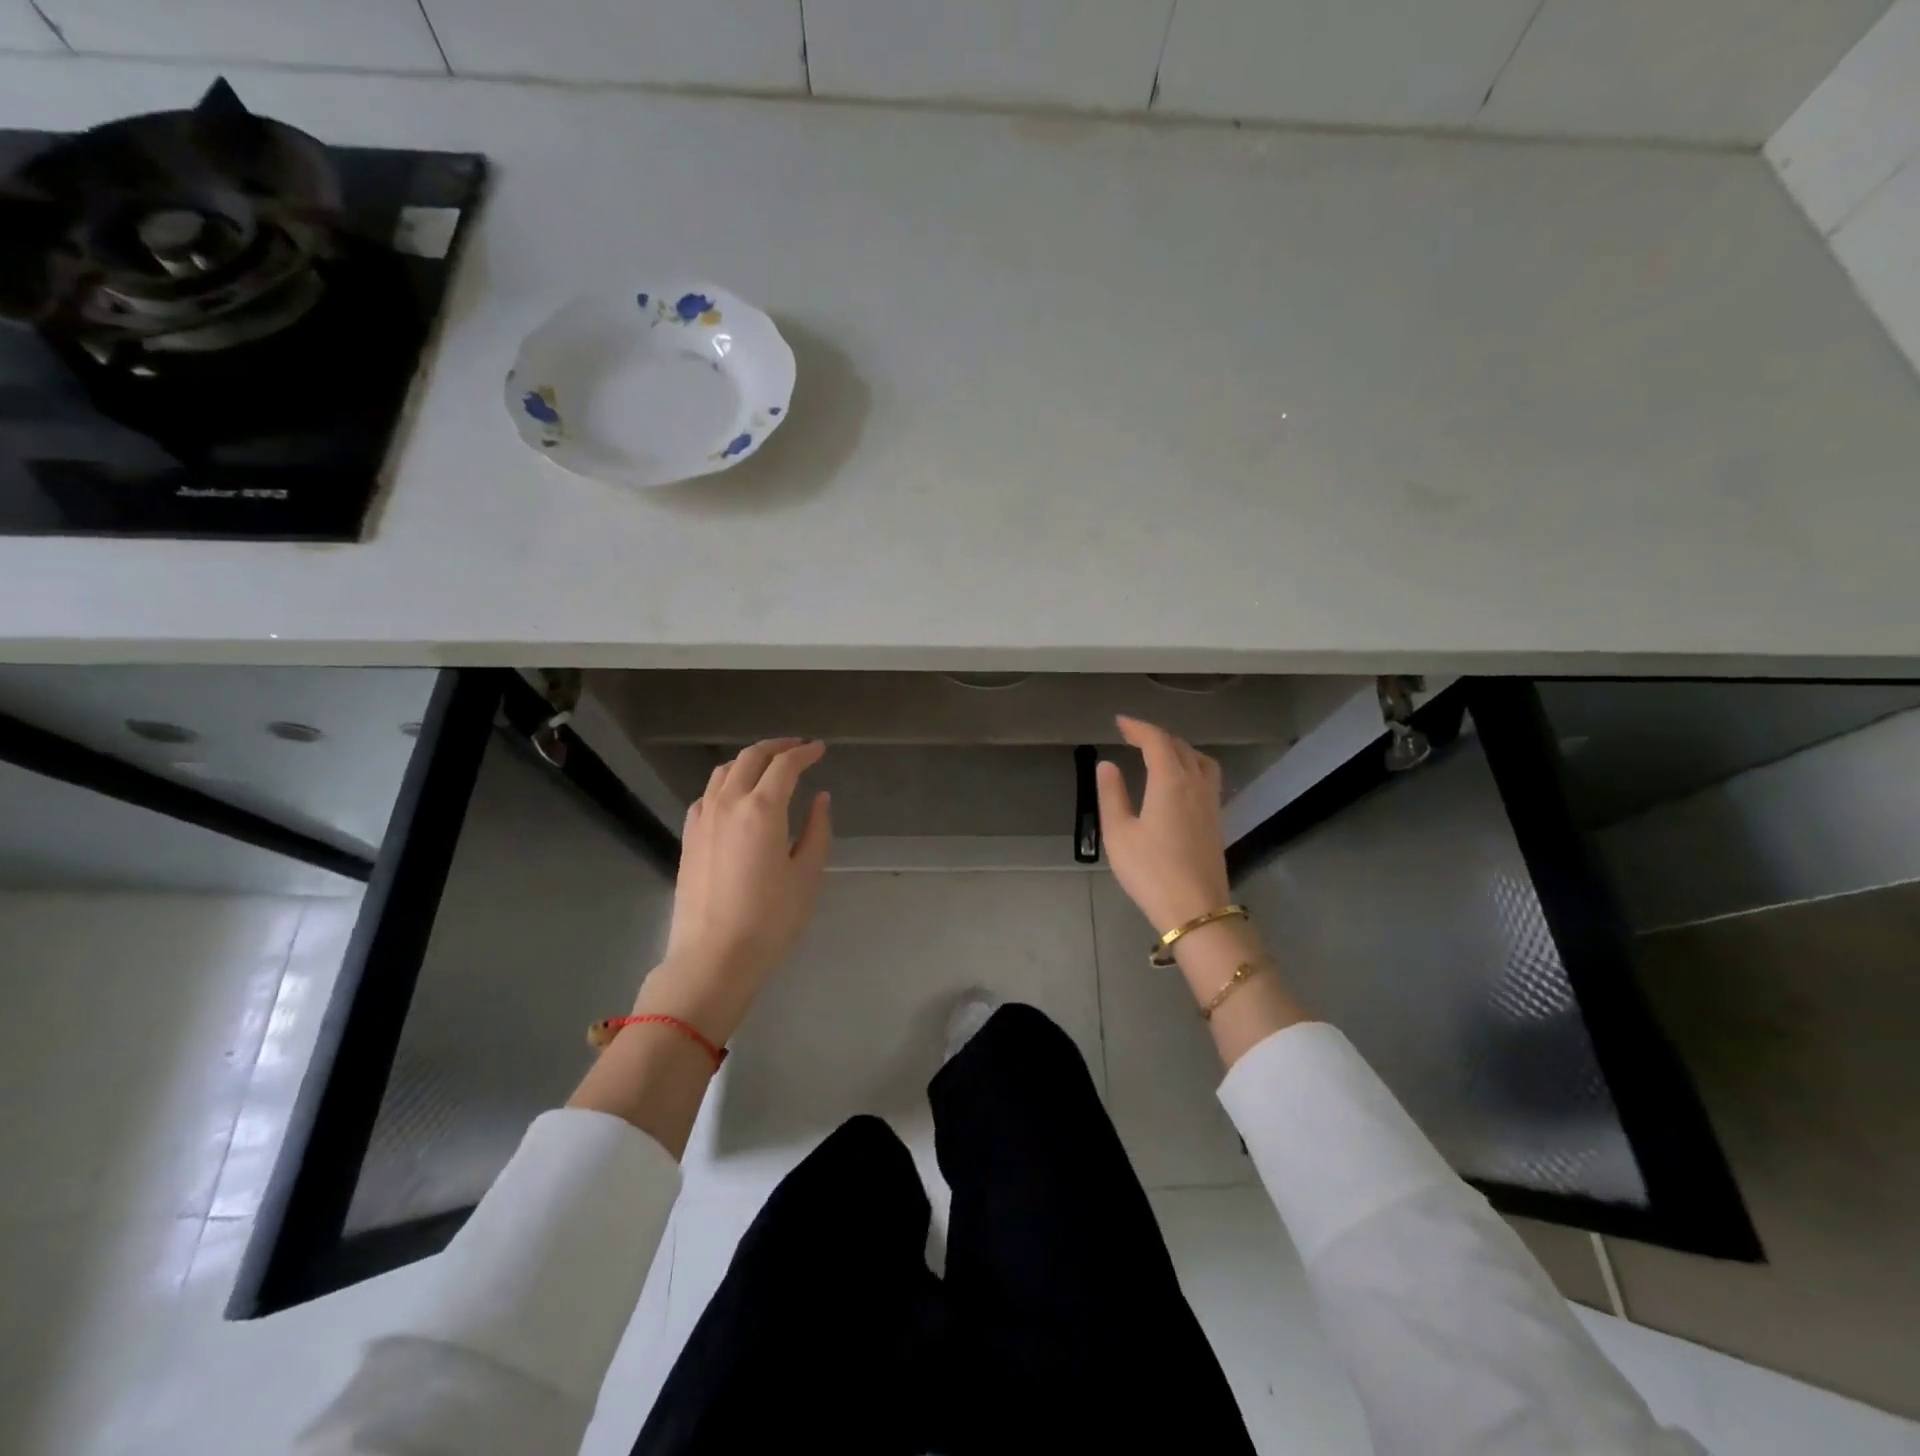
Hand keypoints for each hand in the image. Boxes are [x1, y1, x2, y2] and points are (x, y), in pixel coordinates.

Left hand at [638, 738, 832, 1041]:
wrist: (713, 958)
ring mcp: (703, 819)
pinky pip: (708, 794)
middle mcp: (728, 803)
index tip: (820, 749)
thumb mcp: (807, 876)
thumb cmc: (770, 920)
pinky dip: (727, 783)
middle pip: (751, 758)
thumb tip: (820, 798)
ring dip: (750, 761)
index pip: (785, 765)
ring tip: (769, 767)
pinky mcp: (689, 837)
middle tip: (798, 748)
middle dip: (777, 747)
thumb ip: (817, 830)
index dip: (805, 752)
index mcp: (762, 809)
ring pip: (725, 771)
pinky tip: (736, 796)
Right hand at [1095, 716, 1230, 933]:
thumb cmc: (1150, 870)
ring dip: (1180, 749)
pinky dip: (1191, 766)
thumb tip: (1107, 765)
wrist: (1195, 909)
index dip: (1138, 728)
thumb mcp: (1119, 833)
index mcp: (1170, 781)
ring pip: (1200, 761)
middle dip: (1156, 736)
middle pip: (1180, 747)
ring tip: (1160, 753)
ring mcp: (1210, 803)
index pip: (1156, 741)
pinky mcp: (1216, 821)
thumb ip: (1112, 795)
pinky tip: (1178, 782)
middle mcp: (1195, 785)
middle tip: (1133, 736)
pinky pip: (1207, 778)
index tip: (1120, 722)